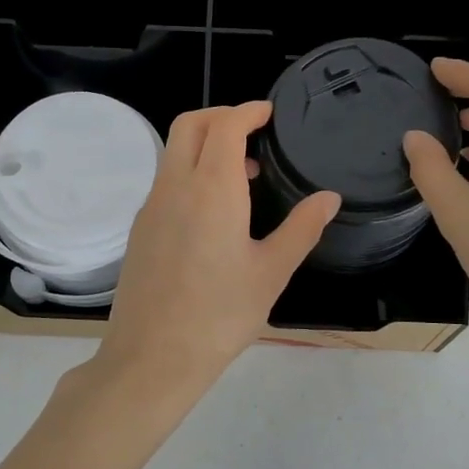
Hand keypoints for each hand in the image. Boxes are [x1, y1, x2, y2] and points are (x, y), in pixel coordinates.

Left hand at [94, 102, 338, 416]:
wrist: (152, 357)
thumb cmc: (220, 315)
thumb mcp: (272, 272)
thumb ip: (302, 229)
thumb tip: (328, 198)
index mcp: (212, 189)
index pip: (225, 125)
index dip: (247, 111)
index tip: (268, 113)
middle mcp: (175, 186)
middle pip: (190, 125)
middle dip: (221, 116)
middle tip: (253, 131)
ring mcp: (151, 207)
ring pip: (173, 152)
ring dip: (204, 145)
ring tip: (243, 174)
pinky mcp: (140, 229)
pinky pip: (165, 181)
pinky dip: (189, 172)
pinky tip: (214, 210)